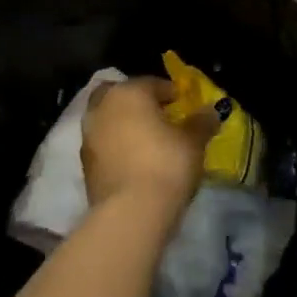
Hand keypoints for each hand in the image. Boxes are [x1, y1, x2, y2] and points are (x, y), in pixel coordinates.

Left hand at [80, 77, 212, 225]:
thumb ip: (202, 122)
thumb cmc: (166, 164)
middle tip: (158, 116)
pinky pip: (104, 145)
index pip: (152, 83)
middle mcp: (103, 107)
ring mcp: (88, 136)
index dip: (171, 93)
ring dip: (124, 124)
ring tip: (148, 141)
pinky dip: (116, 146)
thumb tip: (211, 111)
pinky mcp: (84, 165)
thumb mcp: (194, 141)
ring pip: (108, 119)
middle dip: (137, 102)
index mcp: (129, 92)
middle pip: (120, 95)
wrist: (130, 213)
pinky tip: (135, 161)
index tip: (184, 105)